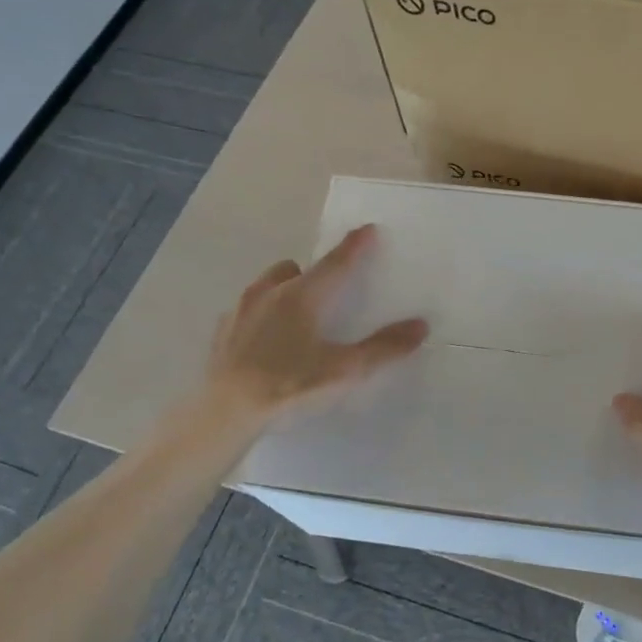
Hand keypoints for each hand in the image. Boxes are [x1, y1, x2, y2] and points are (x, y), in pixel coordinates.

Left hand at [202, 225, 427, 424]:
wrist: (225, 412)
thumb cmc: (290, 385)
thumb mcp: (346, 370)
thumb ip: (384, 347)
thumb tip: (420, 325)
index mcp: (303, 296)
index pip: (336, 262)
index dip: (355, 246)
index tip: (368, 229)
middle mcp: (269, 293)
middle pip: (295, 269)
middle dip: (313, 272)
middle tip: (328, 292)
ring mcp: (240, 311)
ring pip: (266, 286)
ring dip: (283, 290)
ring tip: (296, 318)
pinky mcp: (221, 332)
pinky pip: (246, 311)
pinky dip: (260, 316)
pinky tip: (265, 343)